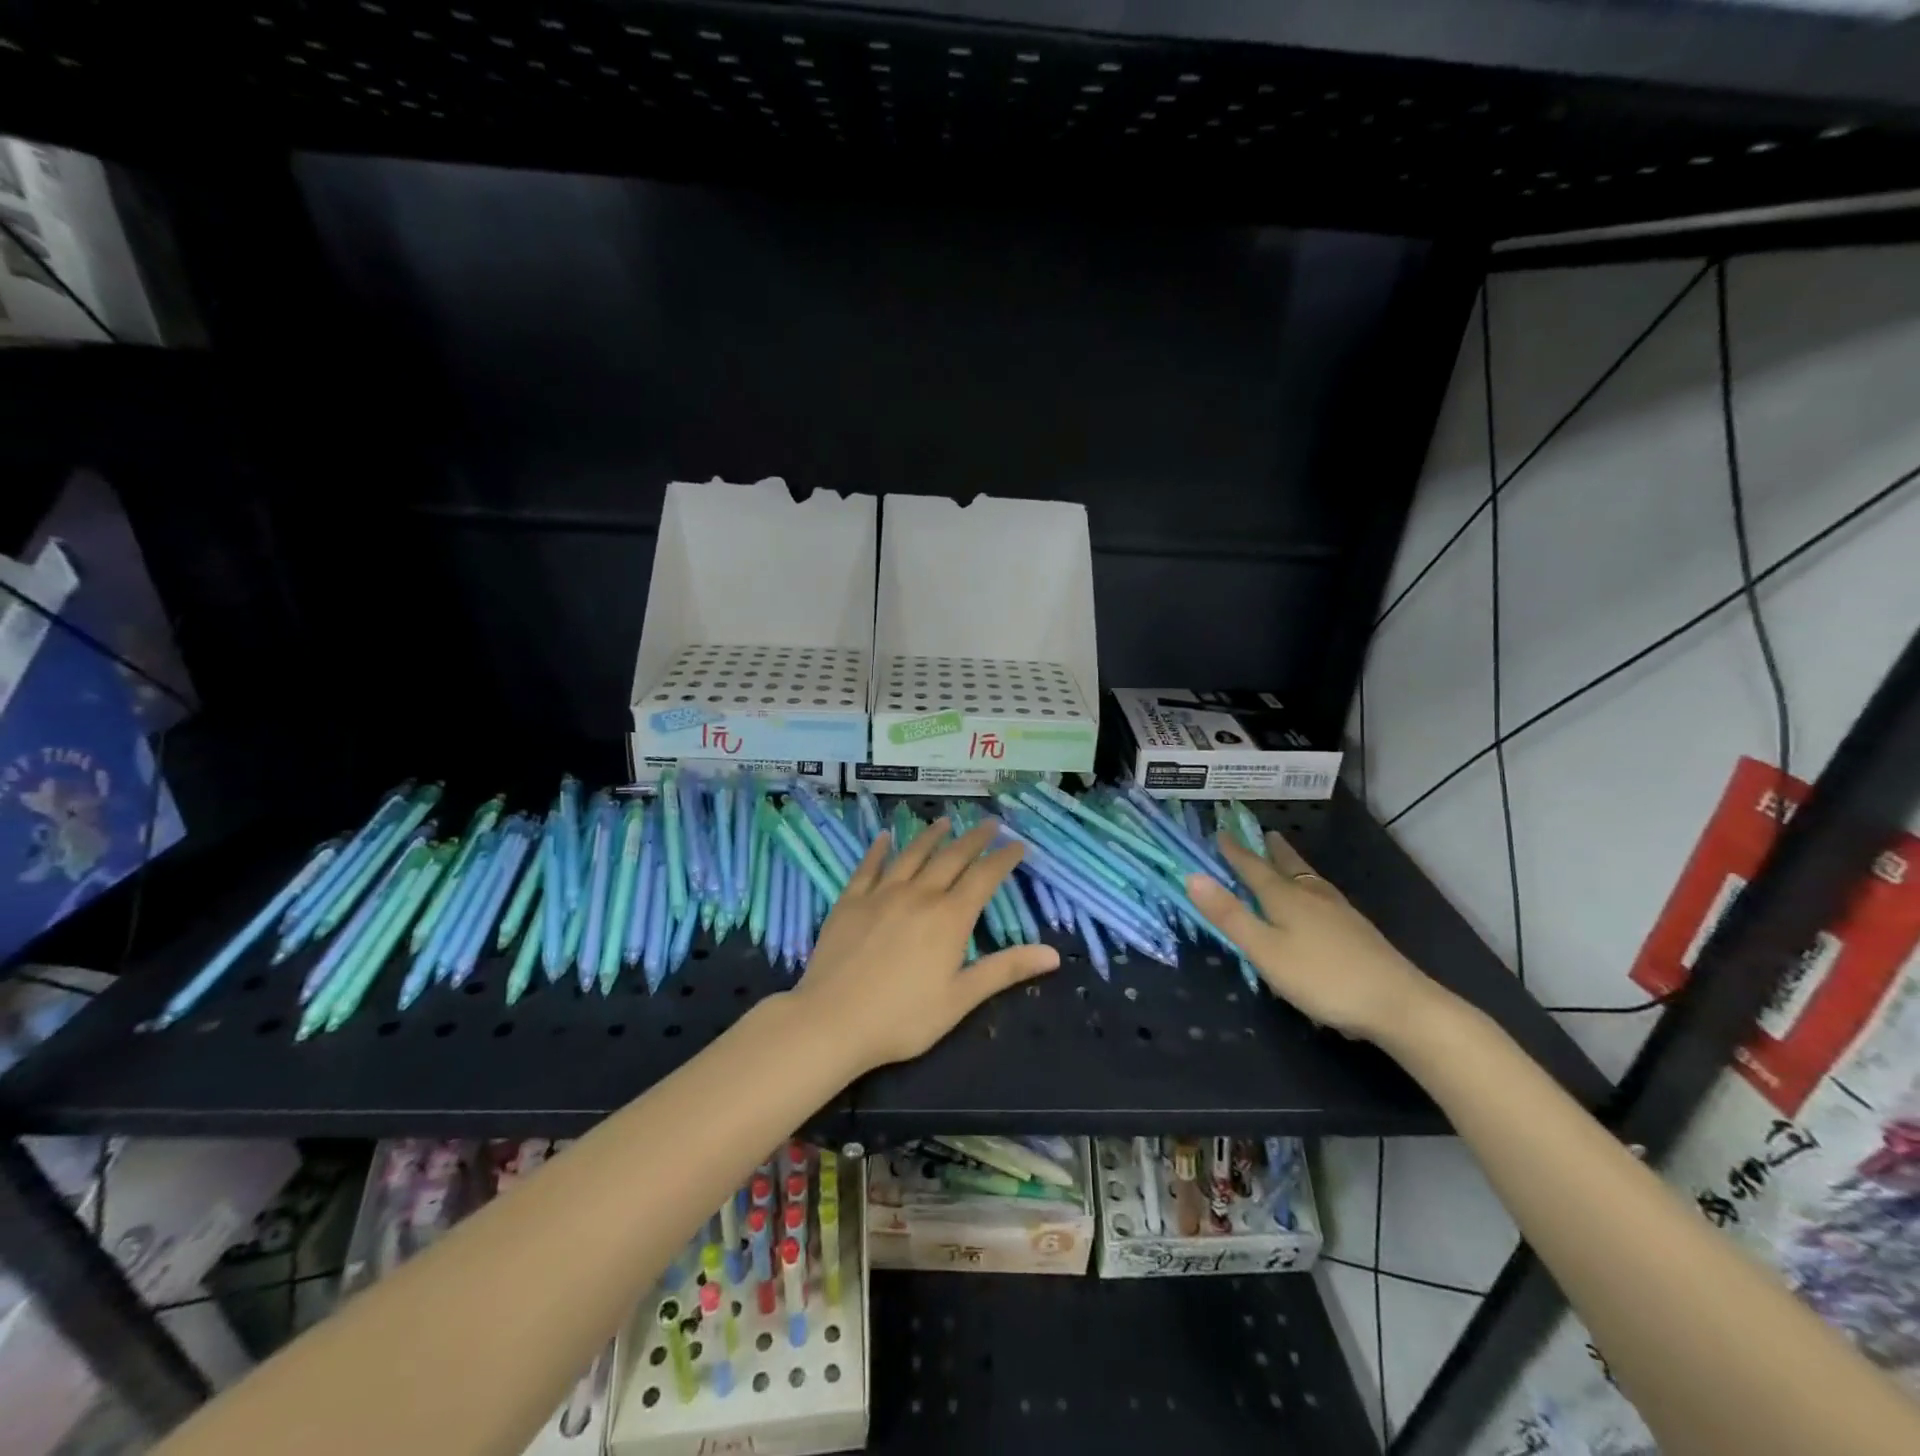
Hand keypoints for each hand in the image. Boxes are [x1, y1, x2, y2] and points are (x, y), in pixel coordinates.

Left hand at [793, 818, 1059, 1070]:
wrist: (832, 1020)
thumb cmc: (903, 1018)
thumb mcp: (961, 999)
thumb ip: (1005, 969)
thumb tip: (1053, 954)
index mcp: (949, 918)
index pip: (984, 878)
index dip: (1003, 858)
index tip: (1017, 844)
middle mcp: (919, 895)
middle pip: (952, 858)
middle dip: (974, 839)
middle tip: (989, 823)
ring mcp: (881, 894)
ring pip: (912, 855)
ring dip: (931, 836)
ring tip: (945, 822)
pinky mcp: (850, 900)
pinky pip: (868, 866)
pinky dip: (879, 849)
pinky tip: (885, 837)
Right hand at [1187, 829, 1442, 1044]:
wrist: (1399, 1004)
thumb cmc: (1322, 978)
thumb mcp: (1265, 950)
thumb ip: (1230, 915)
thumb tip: (1193, 876)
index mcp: (1285, 898)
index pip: (1253, 868)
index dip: (1235, 852)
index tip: (1221, 833)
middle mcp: (1312, 896)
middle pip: (1288, 866)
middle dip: (1272, 851)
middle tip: (1263, 834)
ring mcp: (1340, 912)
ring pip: (1310, 879)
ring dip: (1294, 865)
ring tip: (1288, 859)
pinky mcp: (1358, 931)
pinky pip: (1325, 896)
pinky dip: (1312, 887)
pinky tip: (1319, 902)